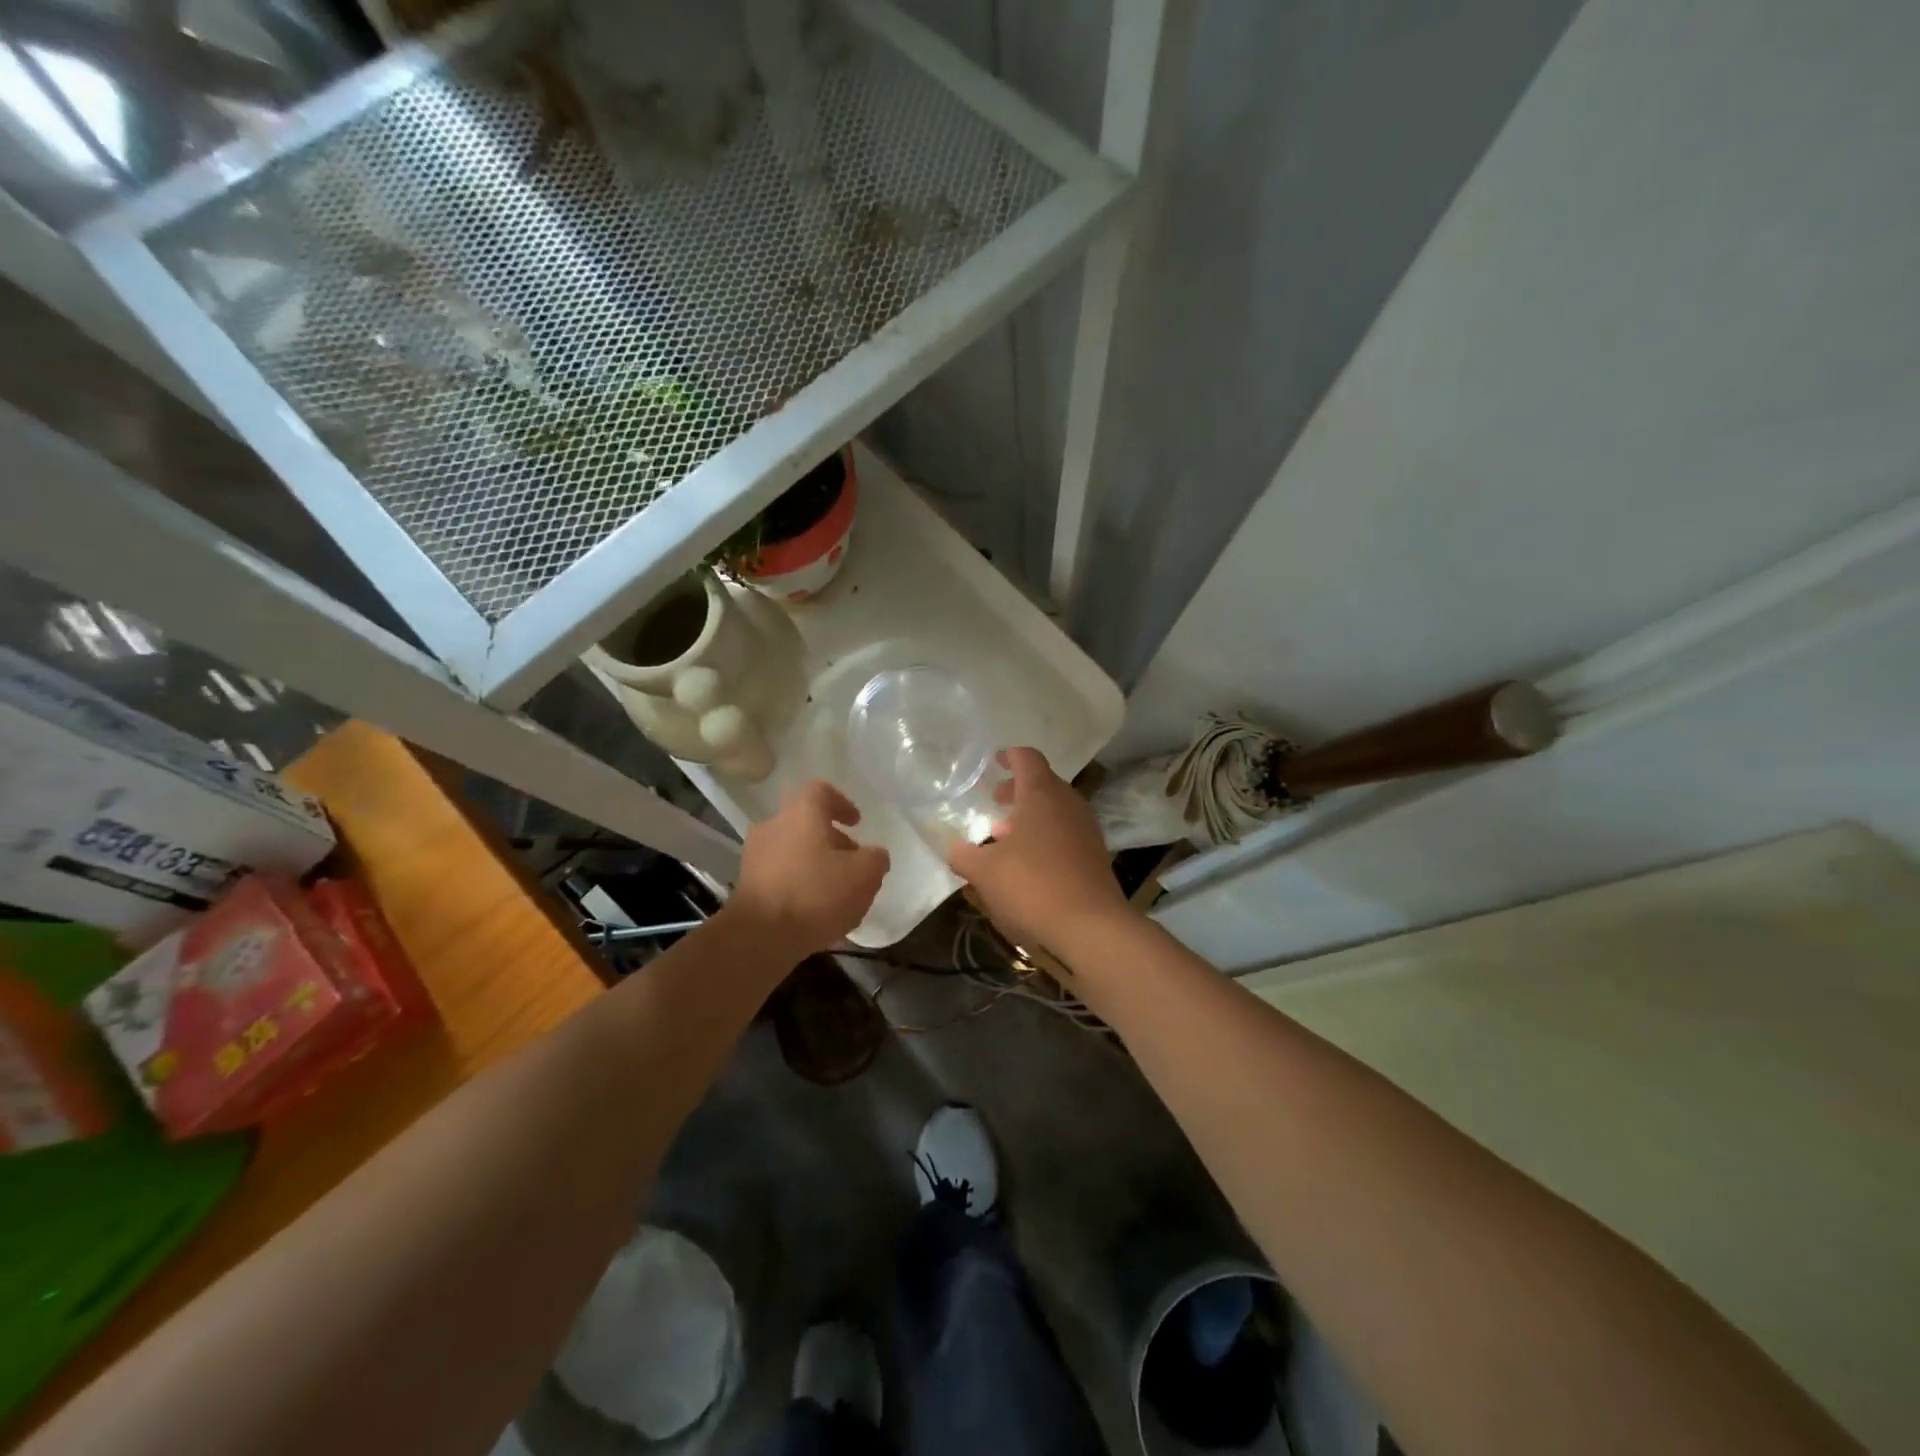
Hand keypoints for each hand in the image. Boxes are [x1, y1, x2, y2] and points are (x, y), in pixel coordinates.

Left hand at [727, 780, 888, 954]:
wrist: (758, 937)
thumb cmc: (815, 894)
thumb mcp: (864, 876)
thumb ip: (875, 859)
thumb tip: (874, 855)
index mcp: (802, 814)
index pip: (820, 791)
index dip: (842, 803)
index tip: (856, 823)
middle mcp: (773, 826)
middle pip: (806, 823)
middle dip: (832, 841)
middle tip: (852, 864)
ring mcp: (755, 856)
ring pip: (792, 850)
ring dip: (814, 864)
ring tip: (836, 892)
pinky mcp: (746, 885)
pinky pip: (779, 875)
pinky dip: (798, 884)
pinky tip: (814, 910)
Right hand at [949, 747, 1131, 950]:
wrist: (1091, 927)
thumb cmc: (1032, 886)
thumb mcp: (984, 872)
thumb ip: (963, 856)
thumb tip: (953, 848)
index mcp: (1041, 794)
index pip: (1027, 758)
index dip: (1010, 756)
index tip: (995, 761)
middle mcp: (1068, 804)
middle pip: (1043, 784)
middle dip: (1017, 790)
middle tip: (995, 801)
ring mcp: (1087, 829)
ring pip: (1055, 810)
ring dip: (1031, 817)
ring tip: (1005, 837)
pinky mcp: (1095, 856)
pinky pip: (1066, 834)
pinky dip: (1045, 837)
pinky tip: (1028, 864)